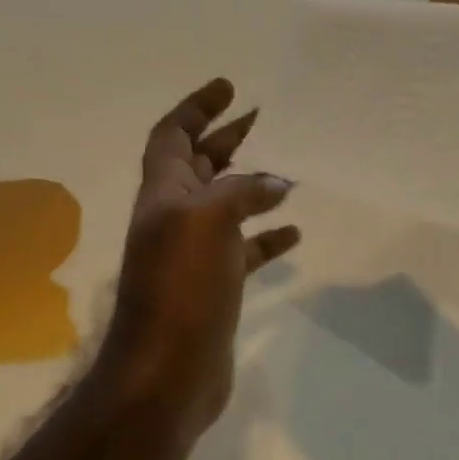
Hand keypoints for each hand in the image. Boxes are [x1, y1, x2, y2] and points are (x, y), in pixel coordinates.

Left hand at [96, 78, 299, 439]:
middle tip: (266, 119)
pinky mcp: (217, 285)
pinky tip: (294, 232)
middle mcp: (175, 218)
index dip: (196, 108)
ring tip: (290, 169)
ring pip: (226, 206)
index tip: (228, 88)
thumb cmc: (180, 288)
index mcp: (163, 194)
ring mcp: (196, 254)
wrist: (167, 371)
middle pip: (201, 166)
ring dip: (253, 185)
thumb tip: (276, 182)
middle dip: (228, 139)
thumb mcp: (206, 221)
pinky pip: (245, 250)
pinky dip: (267, 237)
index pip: (172, 136)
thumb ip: (240, 192)